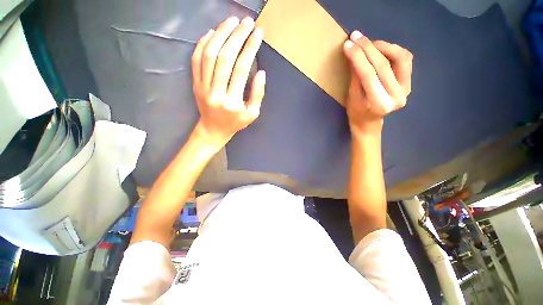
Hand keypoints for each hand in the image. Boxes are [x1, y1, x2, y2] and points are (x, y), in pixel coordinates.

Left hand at [191, 16, 264, 148]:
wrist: (213, 129)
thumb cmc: (235, 123)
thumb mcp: (252, 114)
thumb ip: (258, 95)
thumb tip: (261, 73)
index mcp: (232, 101)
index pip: (241, 69)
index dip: (250, 48)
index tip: (258, 33)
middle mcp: (216, 92)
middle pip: (225, 58)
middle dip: (237, 36)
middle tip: (246, 22)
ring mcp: (203, 86)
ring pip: (209, 55)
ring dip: (220, 35)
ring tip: (231, 21)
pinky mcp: (195, 83)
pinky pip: (196, 60)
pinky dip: (203, 43)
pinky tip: (212, 33)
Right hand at [343, 31, 412, 135]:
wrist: (369, 122)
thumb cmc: (356, 113)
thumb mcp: (351, 96)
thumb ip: (355, 76)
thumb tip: (354, 53)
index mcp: (379, 104)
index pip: (368, 74)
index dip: (358, 57)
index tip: (348, 44)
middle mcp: (397, 96)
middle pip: (383, 64)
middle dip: (368, 48)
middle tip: (356, 37)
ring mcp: (406, 89)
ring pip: (400, 57)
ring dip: (383, 46)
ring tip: (368, 44)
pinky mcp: (409, 83)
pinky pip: (405, 60)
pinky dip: (393, 50)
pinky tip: (381, 49)